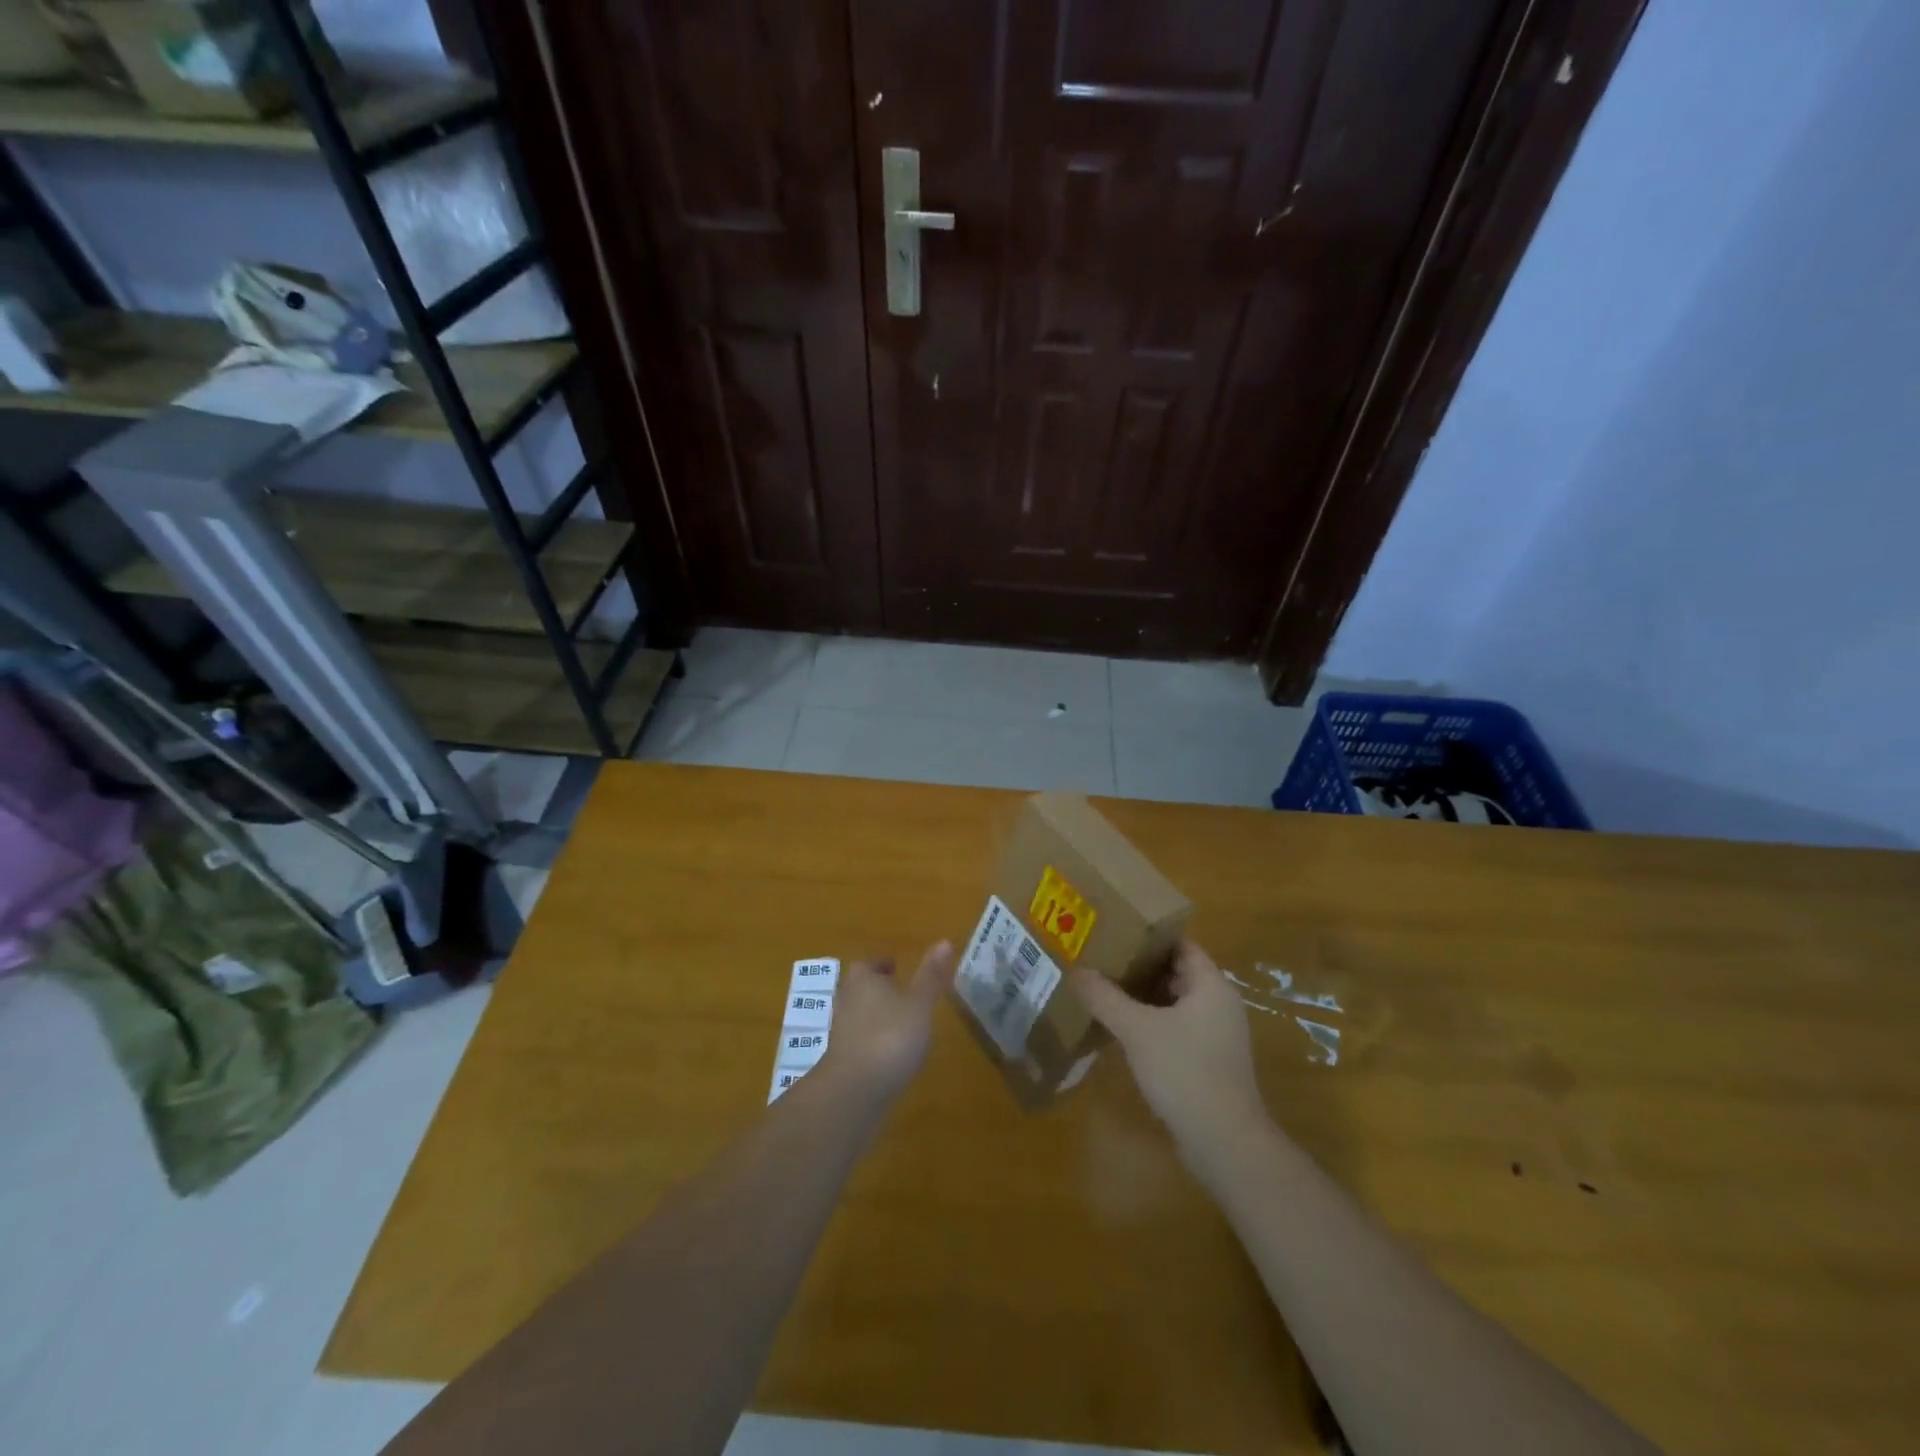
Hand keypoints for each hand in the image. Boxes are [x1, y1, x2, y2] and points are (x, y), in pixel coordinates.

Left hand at [817, 941, 954, 1101]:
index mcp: (863, 980)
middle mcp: (847, 1001)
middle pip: (861, 988)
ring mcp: (842, 1033)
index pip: (869, 964)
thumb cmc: (890, 1036)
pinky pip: (860, 1042)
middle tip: (902, 992)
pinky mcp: (842, 1062)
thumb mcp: (919, 1004)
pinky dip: (874, 1041)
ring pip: (860, 1015)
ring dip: (877, 1016)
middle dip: (879, 989)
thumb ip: (931, 976)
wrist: (855, 1090)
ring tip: (902, 1023)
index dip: (882, 964)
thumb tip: (945, 940)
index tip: (896, 966)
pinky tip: (892, 1054)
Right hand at [1071, 940, 1267, 1159]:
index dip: (1149, 934)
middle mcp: (1219, 1003)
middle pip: (1177, 971)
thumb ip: (1105, 997)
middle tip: (1102, 956)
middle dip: (1140, 965)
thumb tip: (1076, 970)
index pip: (1180, 944)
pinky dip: (1152, 1021)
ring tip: (1104, 988)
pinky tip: (1122, 1028)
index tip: (1115, 928)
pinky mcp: (1209, 1061)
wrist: (1225, 1143)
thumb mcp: (1137, 1030)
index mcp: (1211, 985)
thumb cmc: (1185, 1072)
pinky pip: (1177, 1027)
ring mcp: (1216, 1034)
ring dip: (1144, 995)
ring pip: (1175, 1001)